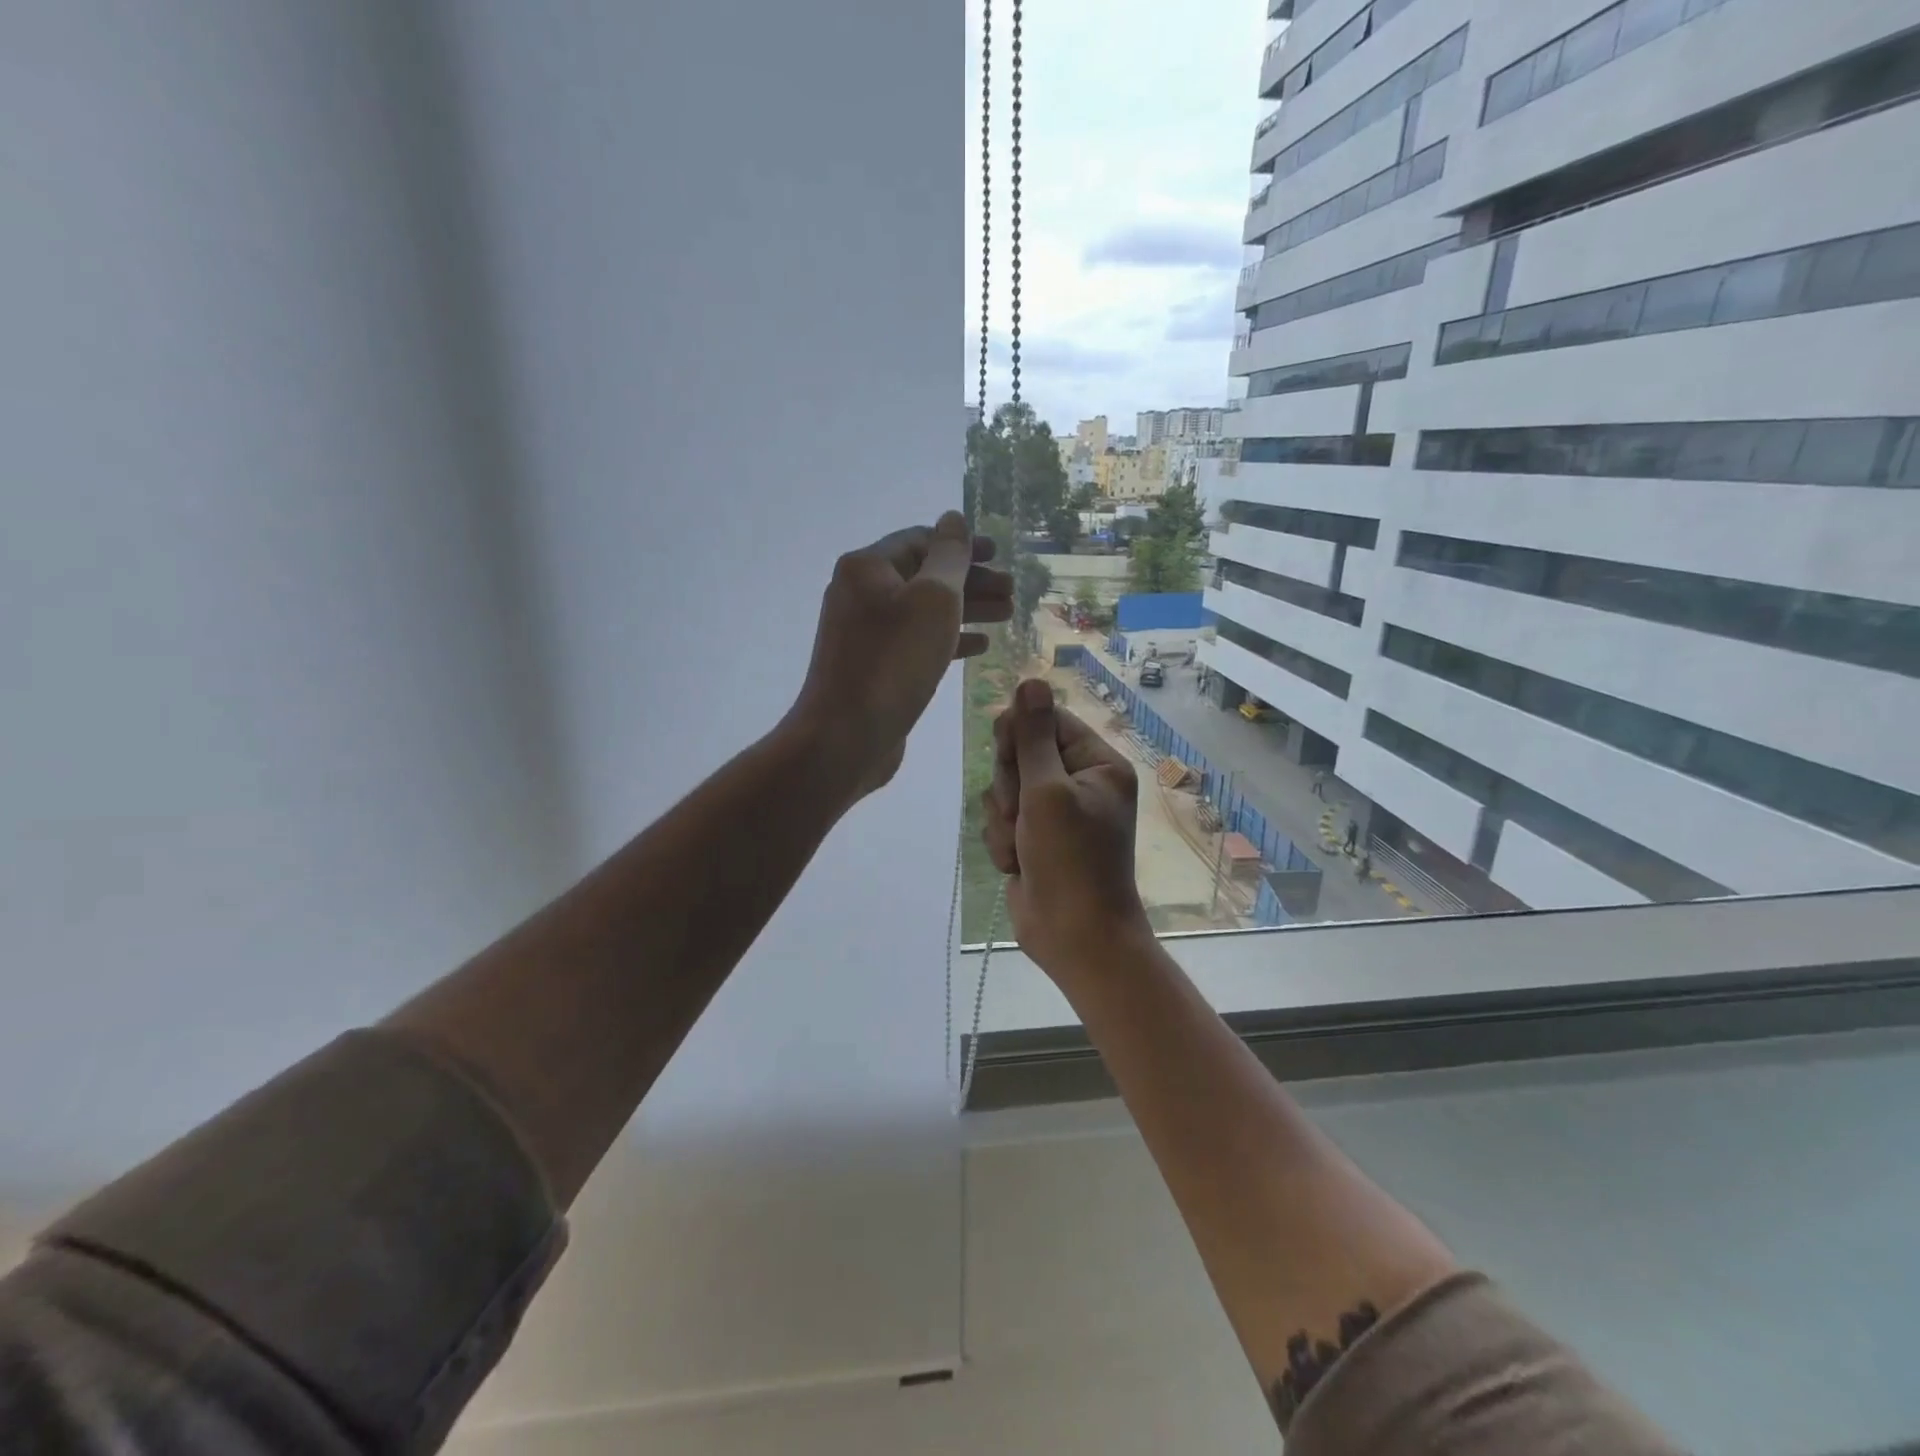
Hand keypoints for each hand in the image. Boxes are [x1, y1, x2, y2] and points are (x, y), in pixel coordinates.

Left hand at [789, 511, 1012, 801]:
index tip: (1000, 555)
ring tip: (1007, 615)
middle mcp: (861, 594)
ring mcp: (865, 634)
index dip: (963, 545)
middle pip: (924, 576)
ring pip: (924, 612)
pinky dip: (948, 640)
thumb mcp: (933, 599)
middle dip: (971, 581)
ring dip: (966, 610)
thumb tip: (953, 519)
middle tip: (1012, 592)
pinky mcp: (874, 668)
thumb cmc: (894, 662)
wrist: (846, 736)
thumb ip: (949, 556)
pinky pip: (916, 642)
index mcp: (868, 568)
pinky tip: (980, 647)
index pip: (921, 540)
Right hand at [982, 679, 1151, 979]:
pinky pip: (1002, 819)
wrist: (1074, 936)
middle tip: (1021, 811)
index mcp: (1097, 764)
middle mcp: (1077, 782)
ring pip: (1005, 788)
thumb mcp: (1048, 791)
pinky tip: (1017, 863)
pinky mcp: (1032, 838)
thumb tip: (1031, 680)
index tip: (1008, 752)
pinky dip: (1003, 840)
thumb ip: (1033, 736)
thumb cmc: (1070, 859)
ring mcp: (1053, 812)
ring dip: (1004, 818)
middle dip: (1011, 784)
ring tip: (1022, 845)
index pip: (1049, 721)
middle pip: (1021, 752)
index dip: (1021, 733)